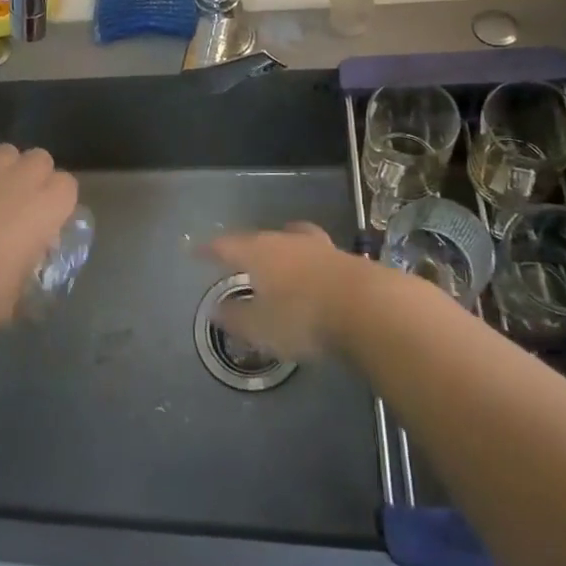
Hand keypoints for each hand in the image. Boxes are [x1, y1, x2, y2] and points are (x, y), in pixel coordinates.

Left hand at [0, 145, 77, 329]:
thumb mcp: (24, 284)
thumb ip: (29, 260)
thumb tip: (22, 261)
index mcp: (50, 204)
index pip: (67, 185)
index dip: (56, 200)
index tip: (44, 219)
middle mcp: (25, 176)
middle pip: (39, 159)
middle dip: (32, 175)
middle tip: (17, 202)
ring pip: (5, 152)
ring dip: (3, 168)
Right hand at [203, 223, 373, 359]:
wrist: (370, 309)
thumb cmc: (303, 316)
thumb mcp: (261, 326)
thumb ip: (236, 317)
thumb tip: (216, 309)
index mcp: (259, 251)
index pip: (226, 245)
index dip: (209, 249)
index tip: (195, 251)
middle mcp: (287, 241)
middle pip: (261, 238)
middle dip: (249, 247)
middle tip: (241, 257)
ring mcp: (319, 247)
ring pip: (294, 241)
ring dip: (284, 250)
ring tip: (281, 261)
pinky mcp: (347, 261)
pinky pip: (317, 257)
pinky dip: (309, 266)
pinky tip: (314, 279)